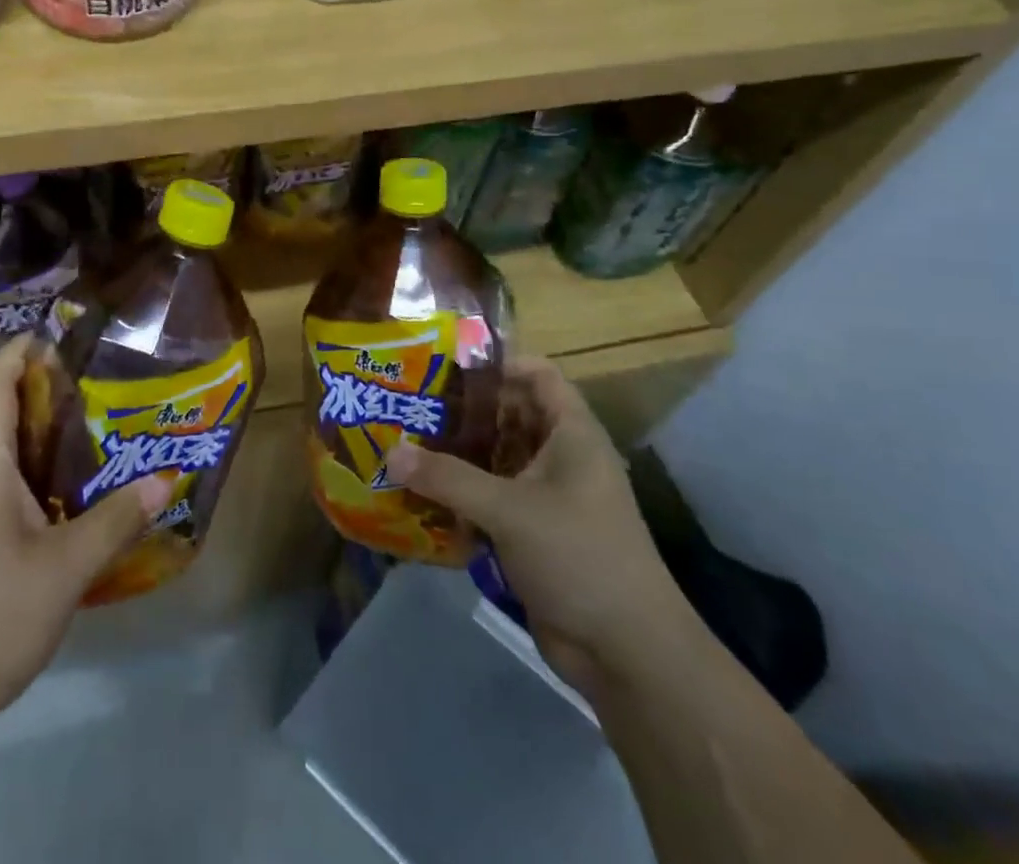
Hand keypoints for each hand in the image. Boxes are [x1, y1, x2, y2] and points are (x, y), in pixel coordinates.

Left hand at [0, 334, 172, 729]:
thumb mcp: (62, 570)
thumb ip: (114, 521)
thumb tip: (166, 480)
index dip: (27, 349)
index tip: (74, 335)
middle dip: (43, 383)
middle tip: (102, 377)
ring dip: (37, 424)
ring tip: (95, 419)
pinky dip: (28, 461)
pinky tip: (66, 483)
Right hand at [384, 356, 692, 682]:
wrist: (628, 654)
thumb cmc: (579, 557)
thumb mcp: (509, 510)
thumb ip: (448, 478)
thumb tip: (391, 452)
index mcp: (572, 434)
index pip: (538, 375)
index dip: (498, 364)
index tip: (447, 367)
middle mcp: (561, 458)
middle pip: (510, 416)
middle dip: (465, 411)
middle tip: (412, 403)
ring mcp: (548, 498)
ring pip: (497, 460)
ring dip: (458, 456)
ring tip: (406, 443)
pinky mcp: (534, 533)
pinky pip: (492, 500)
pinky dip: (462, 495)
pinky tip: (422, 495)